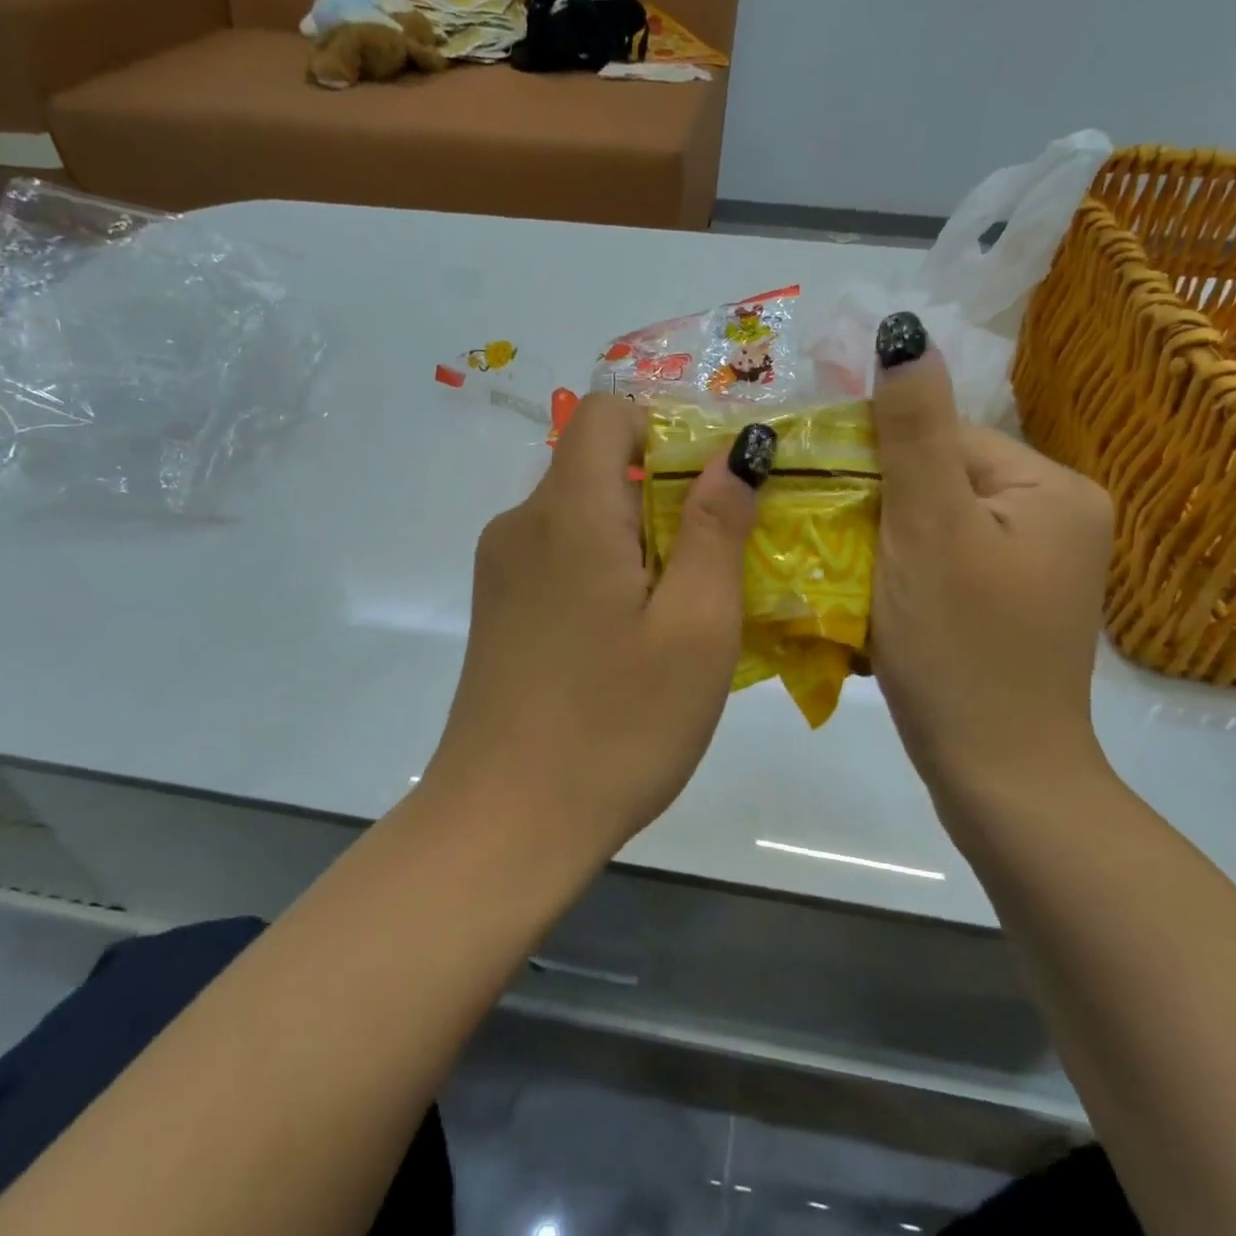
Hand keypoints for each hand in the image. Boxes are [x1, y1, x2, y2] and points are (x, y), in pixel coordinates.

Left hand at [428, 395, 771, 860]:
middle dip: (664, 496)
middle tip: (715, 568)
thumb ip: (717, 526)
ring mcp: (501, 570)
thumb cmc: (616, 724)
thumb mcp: (695, 626)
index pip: (606, 412)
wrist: (505, 823)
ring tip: (680, 616)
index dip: (664, 428)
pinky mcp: (498, 609)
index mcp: (566, 510)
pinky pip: (560, 559)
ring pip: (581, 517)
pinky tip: (630, 643)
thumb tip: (737, 449)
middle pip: (597, 466)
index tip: (711, 488)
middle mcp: (521, 524)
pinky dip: (605, 573)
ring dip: (639, 542)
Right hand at [867, 312, 1113, 797]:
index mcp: (1051, 488)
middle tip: (819, 532)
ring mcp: (1034, 565)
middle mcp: (1055, 516)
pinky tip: (868, 595)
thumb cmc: (959, 647)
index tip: (813, 484)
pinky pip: (942, 560)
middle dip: (875, 501)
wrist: (998, 775)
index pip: (943, 436)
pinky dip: (901, 568)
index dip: (873, 454)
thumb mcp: (928, 529)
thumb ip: (912, 430)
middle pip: (938, 478)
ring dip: (880, 536)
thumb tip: (902, 331)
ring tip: (836, 566)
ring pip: (933, 521)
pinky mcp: (1007, 603)